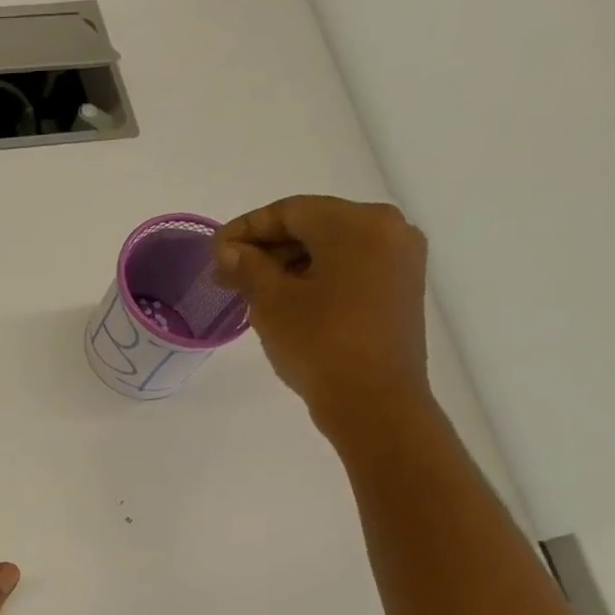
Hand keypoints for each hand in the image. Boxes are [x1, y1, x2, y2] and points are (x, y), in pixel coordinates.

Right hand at [215, 196, 432, 444]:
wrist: (374, 402)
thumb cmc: (319, 344)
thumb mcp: (271, 302)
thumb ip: (247, 266)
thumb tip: (228, 249)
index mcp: (357, 223)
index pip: (290, 211)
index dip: (246, 228)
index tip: (214, 252)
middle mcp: (388, 229)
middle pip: (314, 225)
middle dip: (267, 247)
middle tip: (227, 274)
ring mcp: (400, 259)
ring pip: (332, 247)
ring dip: (289, 263)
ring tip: (251, 291)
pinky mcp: (401, 288)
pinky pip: (350, 267)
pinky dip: (316, 276)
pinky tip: (287, 299)